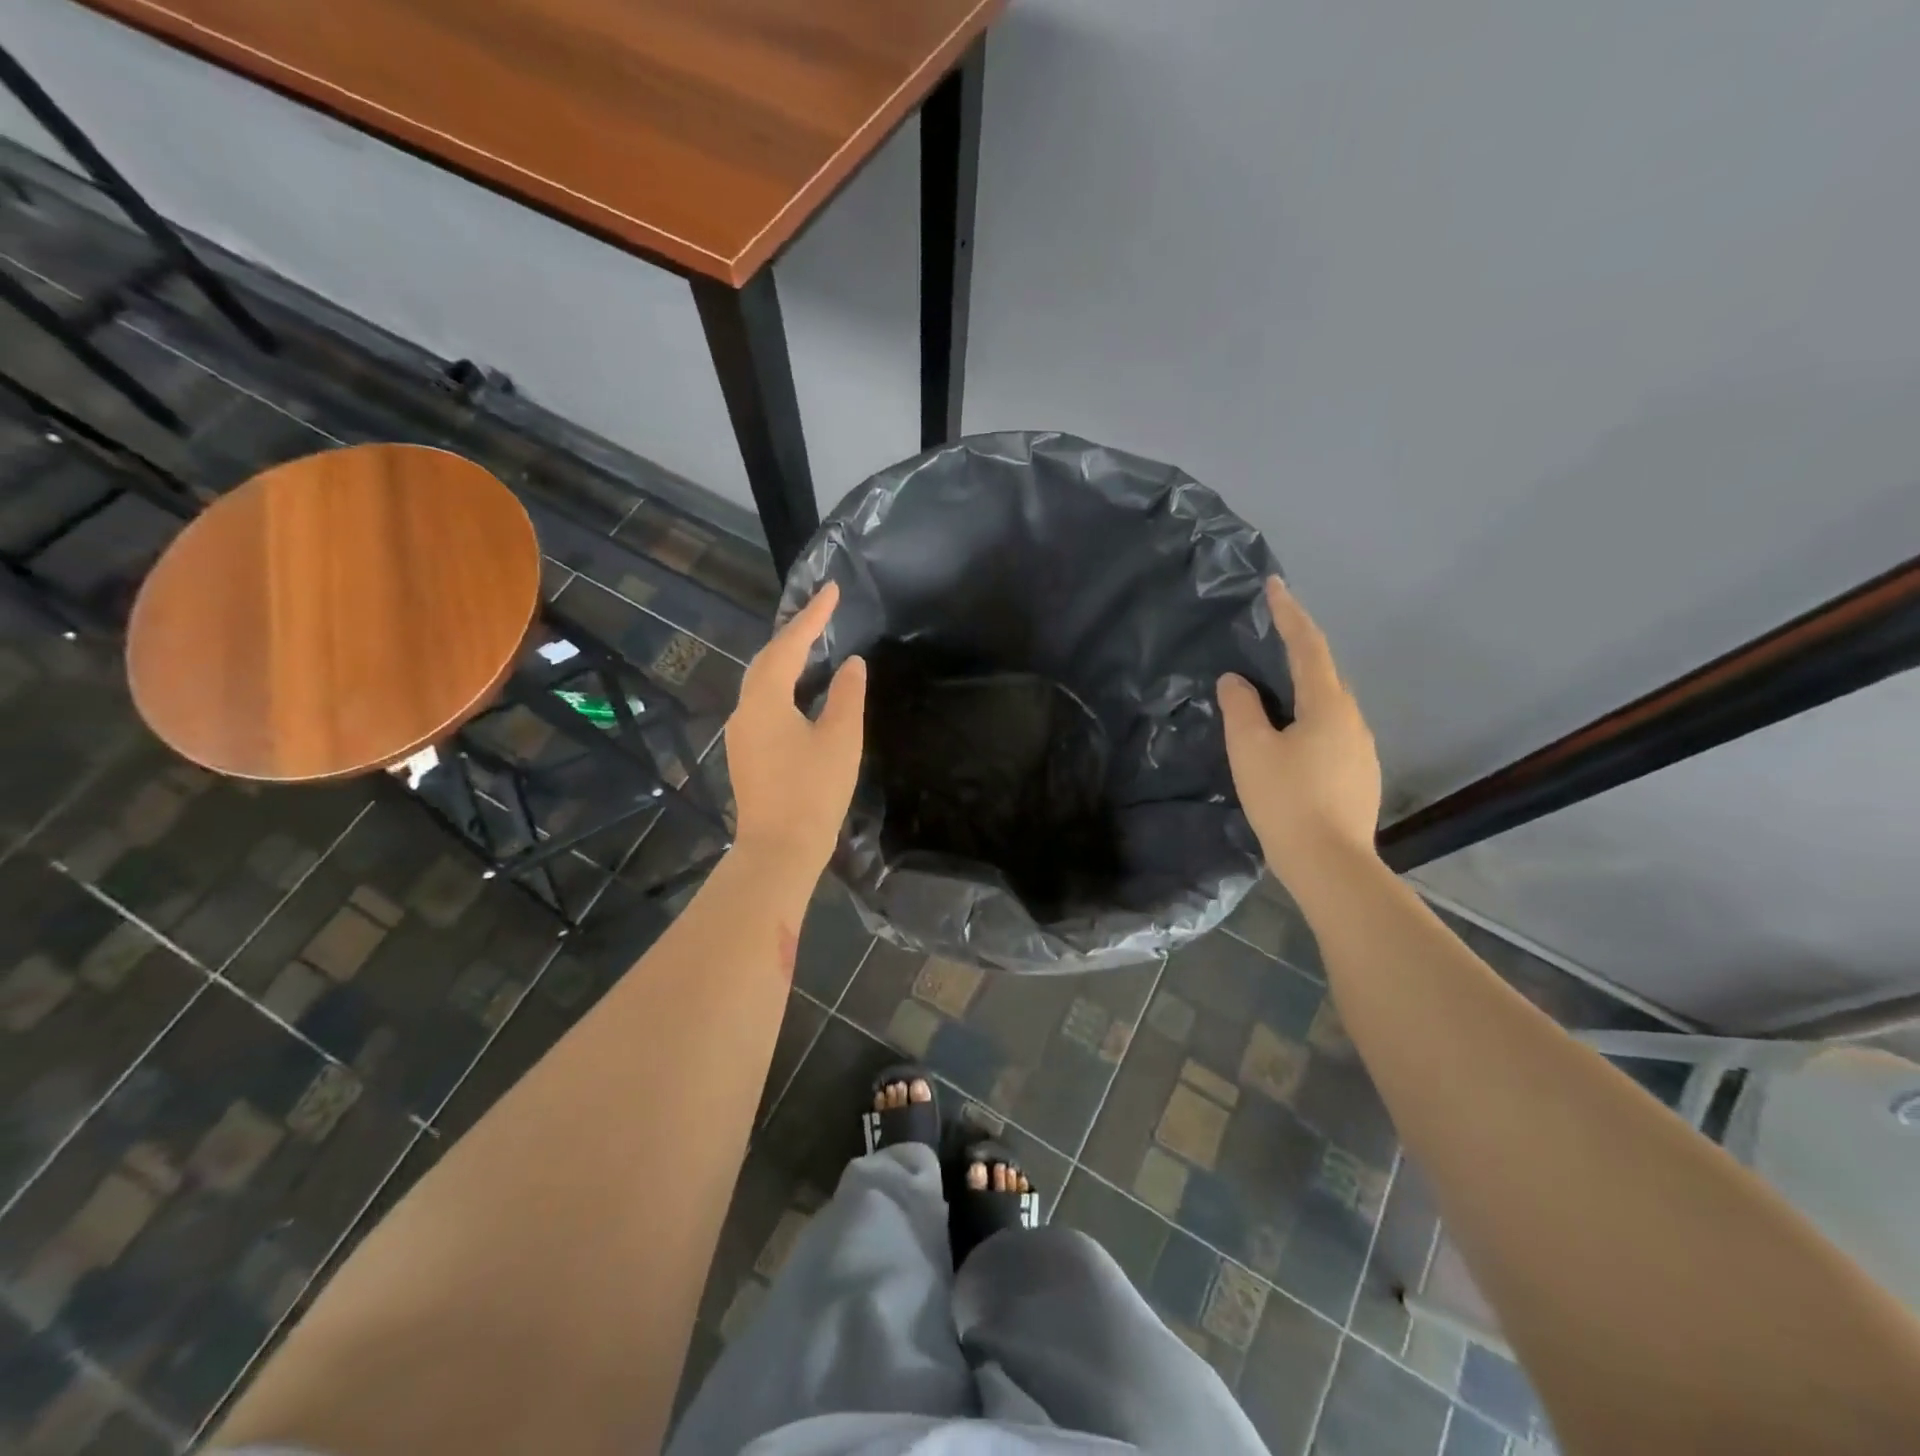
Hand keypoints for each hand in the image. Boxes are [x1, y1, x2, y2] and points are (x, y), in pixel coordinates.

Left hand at [724, 582, 866, 875]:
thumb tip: (850, 663)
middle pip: (768, 660)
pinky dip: (784, 686)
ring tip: (814, 645)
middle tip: (823, 614)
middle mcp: (745, 709)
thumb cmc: (813, 791)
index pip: (790, 645)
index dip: (814, 616)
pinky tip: (801, 692)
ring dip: (787, 660)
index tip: (833, 589)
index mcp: (766, 699)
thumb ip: (846, 694)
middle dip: (795, 634)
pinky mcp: (747, 754)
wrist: (779, 849)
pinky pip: (764, 704)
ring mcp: (742, 733)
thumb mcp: (840, 738)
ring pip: (763, 683)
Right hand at [1217, 577, 1381, 879]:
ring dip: (1301, 692)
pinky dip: (1308, 722)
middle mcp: (1352, 720)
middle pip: (1323, 674)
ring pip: (1327, 707)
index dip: (1289, 614)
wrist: (1330, 864)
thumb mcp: (1250, 750)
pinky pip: (1330, 733)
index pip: (1308, 647)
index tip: (1275, 585)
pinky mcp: (1359, 776)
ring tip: (1270, 697)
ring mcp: (1361, 750)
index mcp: (1327, 706)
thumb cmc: (1286, 800)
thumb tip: (1235, 681)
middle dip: (1296, 652)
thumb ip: (1240, 708)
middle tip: (1267, 642)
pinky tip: (1289, 743)